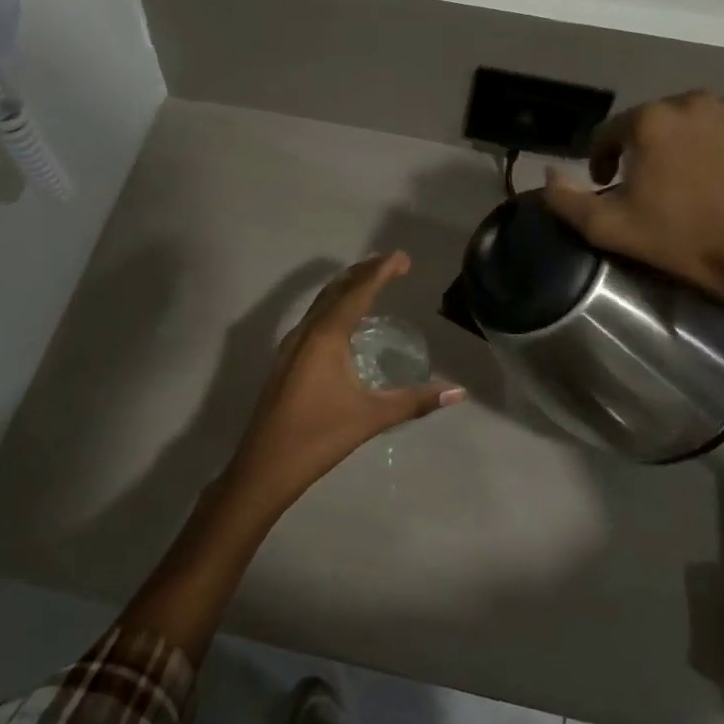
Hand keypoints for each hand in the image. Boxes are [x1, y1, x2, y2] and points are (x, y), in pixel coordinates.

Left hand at [224, 253, 463, 513]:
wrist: (265, 466)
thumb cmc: (319, 437)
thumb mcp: (371, 417)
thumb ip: (415, 401)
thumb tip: (458, 392)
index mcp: (325, 337)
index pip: (357, 293)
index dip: (381, 272)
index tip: (402, 258)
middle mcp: (306, 332)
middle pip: (336, 290)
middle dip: (363, 272)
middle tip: (390, 261)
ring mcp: (291, 346)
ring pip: (321, 304)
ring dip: (346, 287)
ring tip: (369, 279)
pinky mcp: (286, 361)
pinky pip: (313, 319)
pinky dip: (333, 307)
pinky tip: (343, 321)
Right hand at [542, 92, 723, 322]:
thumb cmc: (680, 238)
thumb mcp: (607, 228)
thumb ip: (564, 199)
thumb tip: (547, 173)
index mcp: (648, 121)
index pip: (605, 134)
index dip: (599, 161)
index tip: (606, 188)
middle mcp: (687, 101)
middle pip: (646, 124)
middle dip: (637, 151)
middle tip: (642, 187)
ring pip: (683, 123)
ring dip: (672, 145)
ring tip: (677, 180)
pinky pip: (717, 127)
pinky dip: (707, 144)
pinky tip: (709, 174)